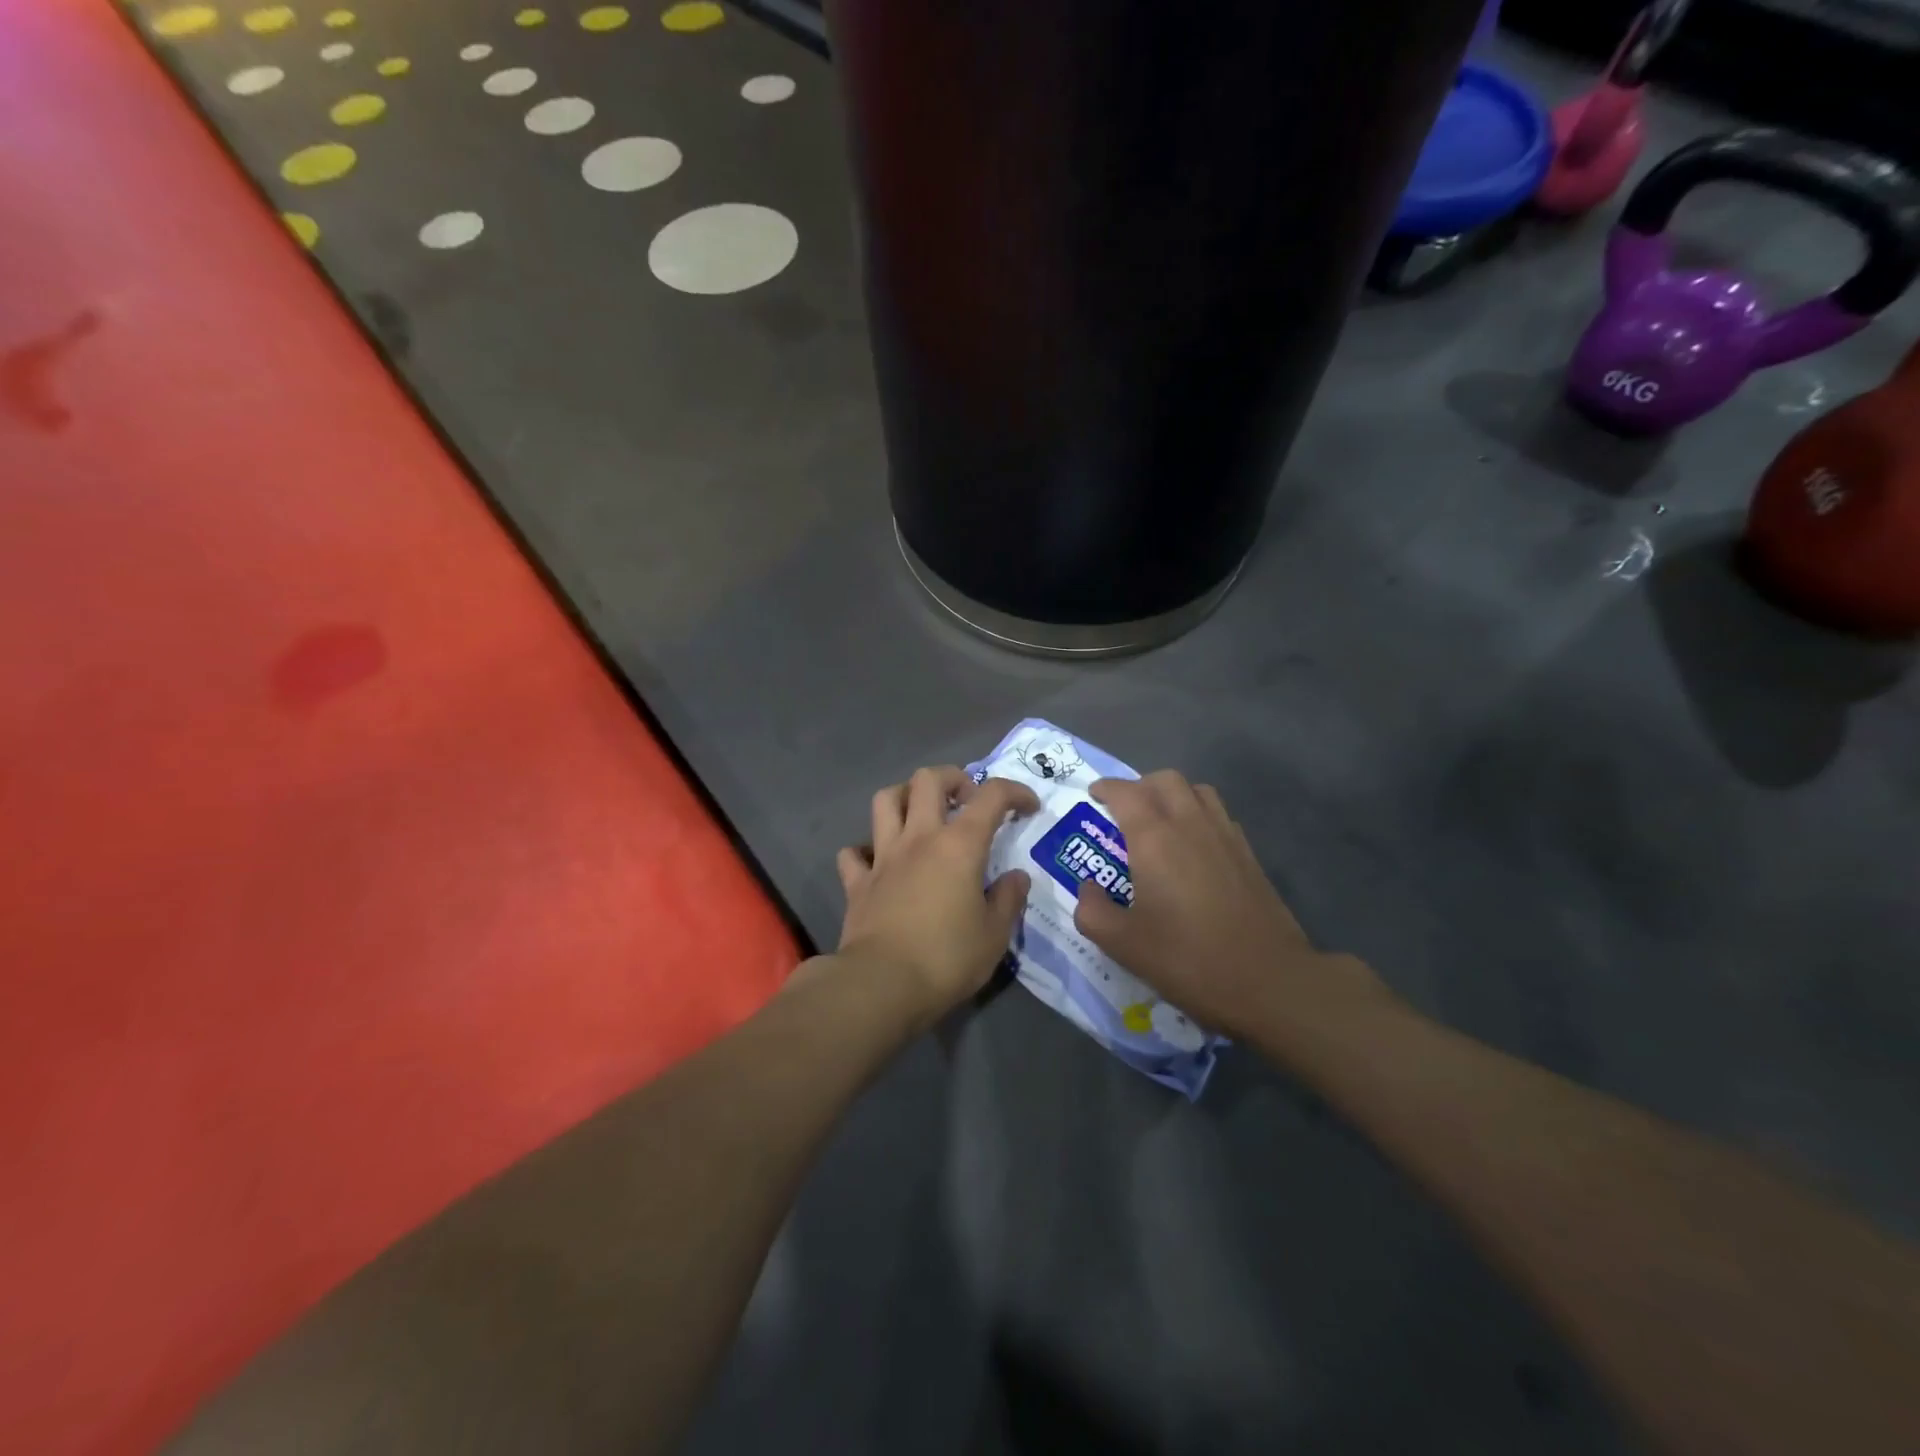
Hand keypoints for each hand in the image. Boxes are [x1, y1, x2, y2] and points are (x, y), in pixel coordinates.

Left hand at [833, 767, 1039, 1025]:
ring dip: (905, 797)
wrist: (882, 984)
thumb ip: (1008, 899)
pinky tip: (879, 862)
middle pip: (928, 779)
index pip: (991, 797)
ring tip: (921, 815)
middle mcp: (919, 838)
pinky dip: (865, 850)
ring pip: (885, 800)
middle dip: (953, 778)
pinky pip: (854, 852)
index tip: (1028, 807)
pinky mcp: (857, 882)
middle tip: (967, 800)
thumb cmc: (946, 958)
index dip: (1014, 792)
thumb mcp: (994, 935)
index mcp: (959, 845)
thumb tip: (1016, 877)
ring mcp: (883, 857)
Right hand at [1071, 771, 1382, 1039]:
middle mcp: (1190, 825)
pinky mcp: (1248, 855)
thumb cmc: (1188, 959)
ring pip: (1197, 791)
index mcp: (1154, 839)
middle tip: (1123, 809)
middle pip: (1165, 780)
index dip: (1106, 788)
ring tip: (1158, 821)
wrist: (1269, 980)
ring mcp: (1225, 836)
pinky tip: (1193, 846)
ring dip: (1172, 795)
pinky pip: (1219, 815)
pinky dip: (1199, 814)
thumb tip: (1088, 888)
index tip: (1093, 795)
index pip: (1126, 793)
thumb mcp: (1123, 944)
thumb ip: (1092, 911)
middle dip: (1139, 785)